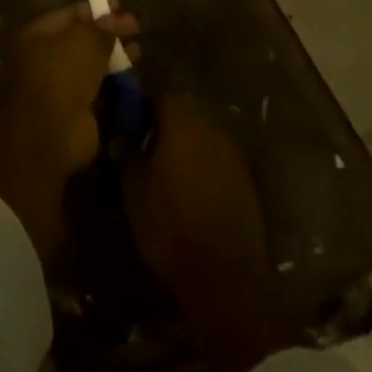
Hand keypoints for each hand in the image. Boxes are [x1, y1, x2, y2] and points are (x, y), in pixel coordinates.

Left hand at [0, 3, 139, 264]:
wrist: (52, 132)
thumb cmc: (61, 74)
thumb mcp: (84, 41)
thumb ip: (101, 28)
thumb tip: (115, 18)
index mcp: (37, 35)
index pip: (69, 14)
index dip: (95, 8)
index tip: (120, 4)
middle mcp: (45, 58)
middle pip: (81, 39)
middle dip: (109, 32)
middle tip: (136, 26)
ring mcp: (61, 85)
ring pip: (91, 64)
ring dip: (115, 56)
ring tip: (139, 49)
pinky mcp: (77, 110)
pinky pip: (99, 88)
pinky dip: (115, 81)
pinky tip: (134, 74)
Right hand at [122, 96, 296, 371]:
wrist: (224, 276)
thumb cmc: (169, 225)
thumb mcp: (133, 188)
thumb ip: (129, 152)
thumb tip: (126, 135)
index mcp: (183, 124)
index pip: (161, 95)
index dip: (142, 104)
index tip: (126, 119)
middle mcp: (212, 130)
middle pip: (185, 113)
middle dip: (164, 124)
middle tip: (142, 144)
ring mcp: (233, 156)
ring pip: (202, 137)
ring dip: (184, 146)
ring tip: (162, 169)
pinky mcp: (245, 182)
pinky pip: (216, 161)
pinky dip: (201, 167)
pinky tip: (186, 189)